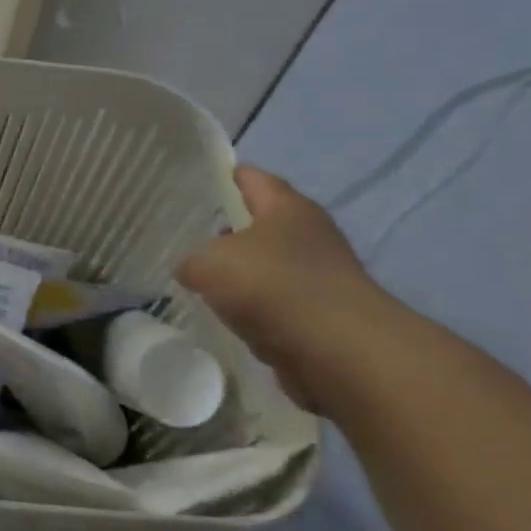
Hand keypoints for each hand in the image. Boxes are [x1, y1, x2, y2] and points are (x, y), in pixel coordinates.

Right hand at [178, 166, 387, 410]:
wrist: (341, 354)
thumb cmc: (272, 286)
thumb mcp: (208, 264)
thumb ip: (191, 261)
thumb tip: (190, 269)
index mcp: (287, 207)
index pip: (252, 178)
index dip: (225, 176)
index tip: (197, 181)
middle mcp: (310, 235)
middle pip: (261, 225)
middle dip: (228, 232)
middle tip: (191, 237)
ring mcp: (321, 279)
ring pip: (268, 269)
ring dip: (243, 277)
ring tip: (205, 285)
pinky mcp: (323, 319)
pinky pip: (277, 308)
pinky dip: (257, 313)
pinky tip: (233, 322)